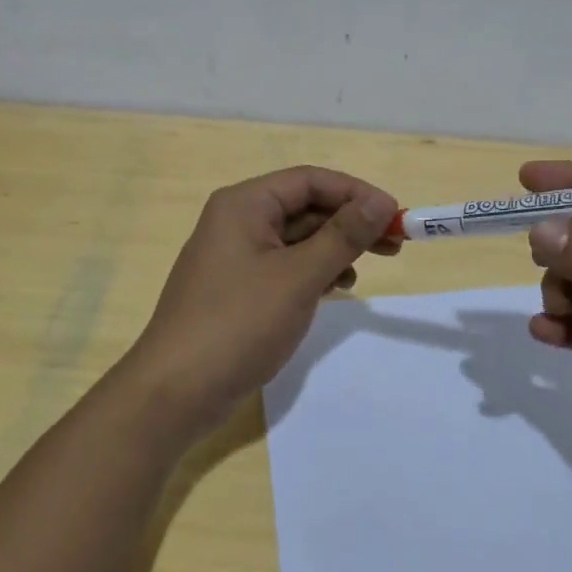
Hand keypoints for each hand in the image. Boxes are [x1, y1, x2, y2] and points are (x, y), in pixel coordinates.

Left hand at [122, 166, 398, 437]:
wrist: (175, 391)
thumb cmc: (239, 323)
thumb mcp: (299, 276)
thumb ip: (343, 235)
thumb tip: (381, 201)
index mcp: (244, 204)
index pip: (310, 180)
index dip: (356, 193)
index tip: (396, 217)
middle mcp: (236, 221)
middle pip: (304, 207)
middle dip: (349, 223)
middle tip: (395, 245)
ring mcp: (234, 257)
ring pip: (296, 239)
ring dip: (334, 248)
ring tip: (367, 269)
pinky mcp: (237, 289)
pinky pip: (284, 266)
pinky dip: (313, 272)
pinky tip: (336, 288)